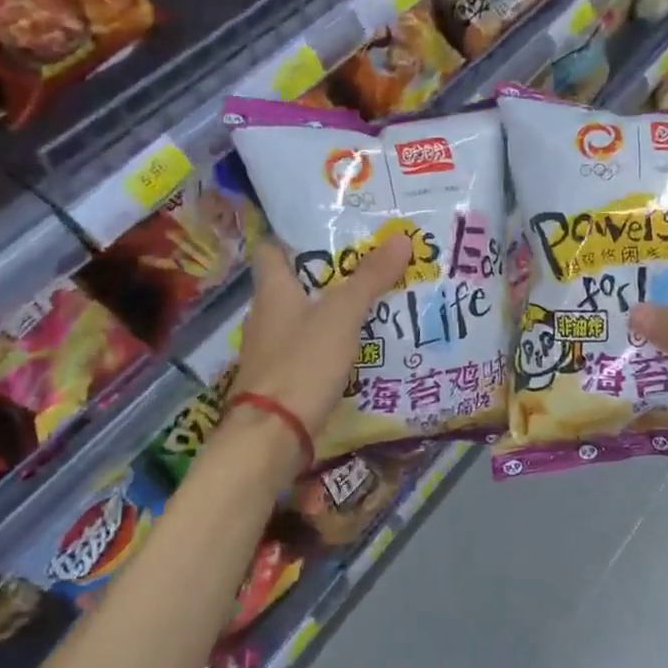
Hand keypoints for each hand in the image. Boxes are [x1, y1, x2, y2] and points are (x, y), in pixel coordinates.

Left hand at [230, 235, 412, 438]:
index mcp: (272, 290)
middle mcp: (266, 315)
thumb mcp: (343, 315)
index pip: (271, 249)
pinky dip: (330, 343)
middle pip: (294, 283)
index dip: (294, 236)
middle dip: (328, 274)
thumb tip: (400, 237)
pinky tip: (359, 346)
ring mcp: (271, 349)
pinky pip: (309, 349)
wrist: (272, 436)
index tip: (331, 231)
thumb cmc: (302, 363)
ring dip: (331, 310)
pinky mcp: (281, 378)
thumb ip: (370, 278)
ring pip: (304, 317)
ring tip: (373, 302)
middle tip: (369, 264)